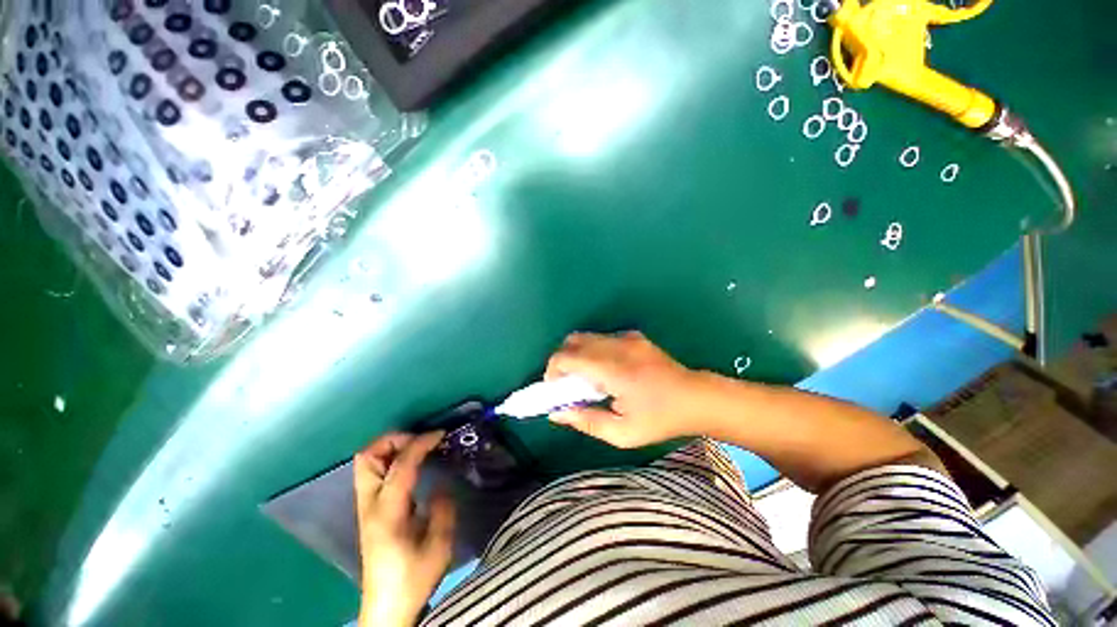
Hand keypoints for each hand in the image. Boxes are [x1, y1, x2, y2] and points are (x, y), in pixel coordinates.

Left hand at [354, 431, 454, 626]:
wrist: (387, 607)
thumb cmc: (413, 578)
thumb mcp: (440, 547)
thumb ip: (443, 510)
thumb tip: (441, 485)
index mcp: (388, 512)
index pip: (400, 465)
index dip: (421, 443)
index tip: (441, 435)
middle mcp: (369, 505)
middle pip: (367, 457)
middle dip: (394, 439)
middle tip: (421, 440)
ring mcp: (365, 507)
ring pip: (365, 463)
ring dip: (389, 448)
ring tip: (416, 449)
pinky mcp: (368, 511)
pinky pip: (372, 473)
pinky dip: (388, 459)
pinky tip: (409, 466)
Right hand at [544, 331, 706, 447]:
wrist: (697, 398)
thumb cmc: (660, 419)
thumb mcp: (622, 433)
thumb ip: (586, 421)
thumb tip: (556, 413)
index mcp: (613, 370)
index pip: (567, 357)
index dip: (552, 370)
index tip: (554, 389)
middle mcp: (617, 346)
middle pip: (573, 340)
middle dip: (562, 360)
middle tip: (567, 384)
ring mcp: (627, 337)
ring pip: (586, 336)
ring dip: (577, 354)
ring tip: (587, 378)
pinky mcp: (634, 336)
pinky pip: (602, 338)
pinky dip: (593, 350)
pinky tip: (606, 370)